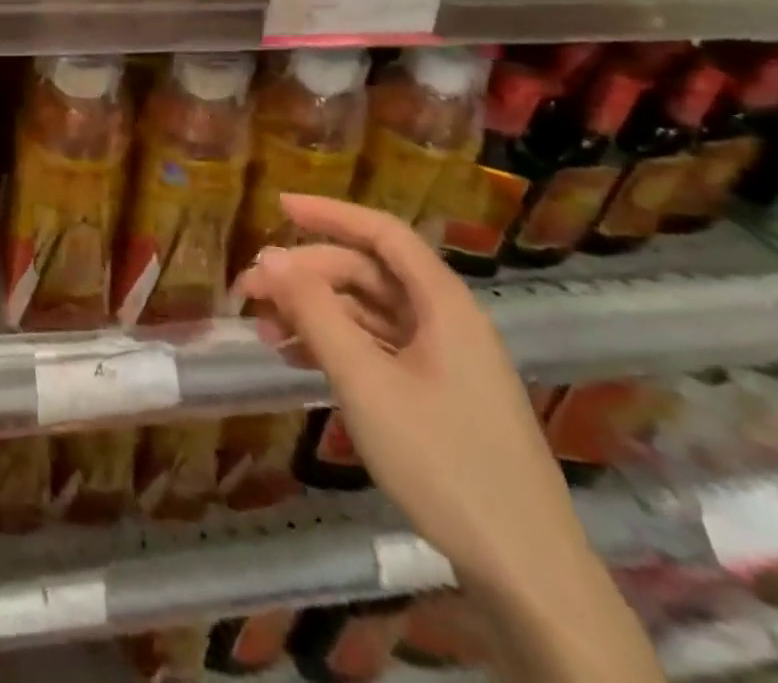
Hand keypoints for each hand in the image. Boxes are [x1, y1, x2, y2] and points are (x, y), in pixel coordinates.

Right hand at [237, 194, 592, 592]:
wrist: (525, 572)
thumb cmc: (443, 461)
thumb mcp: (365, 381)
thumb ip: (314, 312)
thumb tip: (269, 256)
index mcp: (443, 303)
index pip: (382, 233)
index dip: (330, 213)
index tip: (277, 205)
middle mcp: (446, 321)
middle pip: (368, 273)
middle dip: (307, 274)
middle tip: (252, 289)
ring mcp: (444, 360)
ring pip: (368, 312)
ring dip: (315, 311)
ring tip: (263, 327)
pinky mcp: (438, 395)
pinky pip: (377, 348)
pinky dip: (335, 344)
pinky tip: (296, 357)